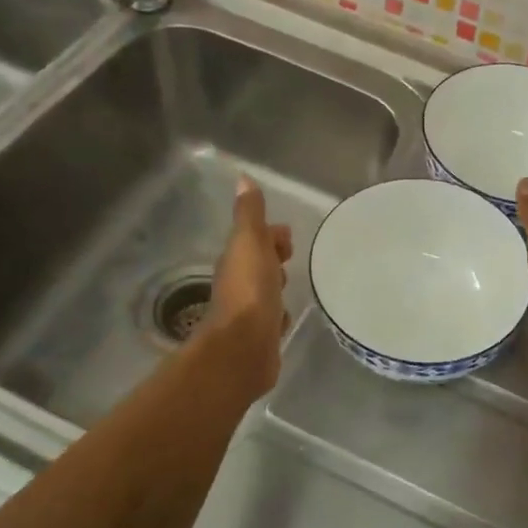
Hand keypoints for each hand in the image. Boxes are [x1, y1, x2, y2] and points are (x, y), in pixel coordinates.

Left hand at [199, 176, 293, 391]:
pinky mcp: (260, 338)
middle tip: (292, 256)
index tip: (288, 237)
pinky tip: (285, 318)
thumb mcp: (250, 243)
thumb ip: (249, 214)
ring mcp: (248, 313)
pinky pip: (271, 319)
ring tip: (291, 285)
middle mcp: (238, 285)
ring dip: (274, 285)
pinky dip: (277, 314)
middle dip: (273, 257)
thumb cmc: (249, 291)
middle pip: (257, 264)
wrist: (242, 349)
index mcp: (236, 260)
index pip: (253, 240)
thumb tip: (242, 178)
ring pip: (264, 291)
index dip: (270, 235)